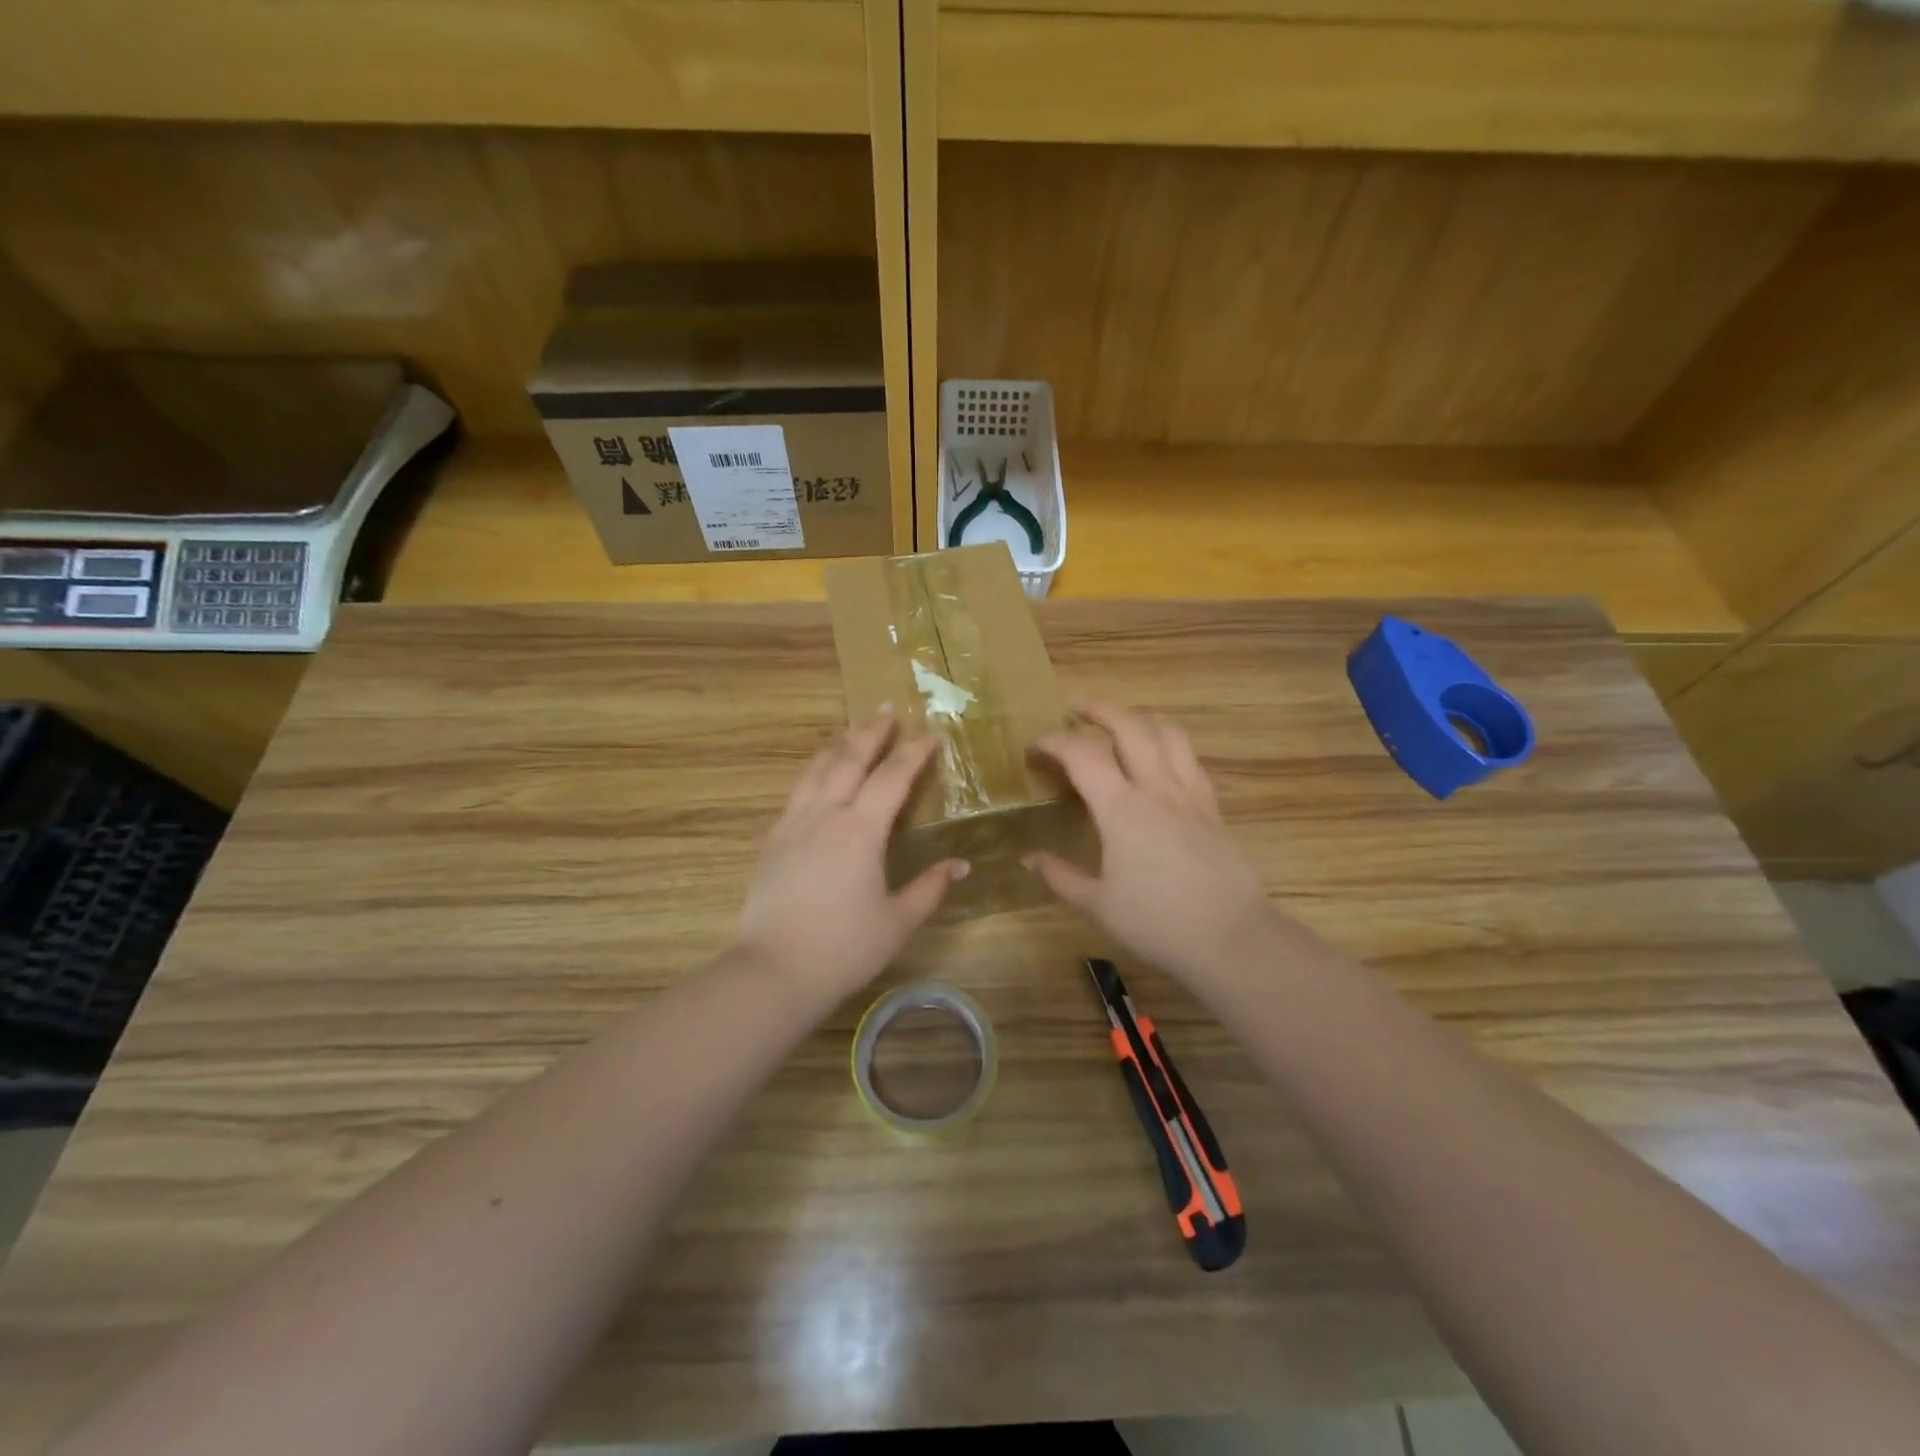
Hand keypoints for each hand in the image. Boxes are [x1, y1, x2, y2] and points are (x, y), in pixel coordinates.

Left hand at [737, 714, 967, 1001]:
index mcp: (860, 831)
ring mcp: (793, 825)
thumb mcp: (897, 922)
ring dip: (837, 746)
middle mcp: (825, 815)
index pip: (892, 778)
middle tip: (887, 712)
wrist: (775, 970)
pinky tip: (816, 778)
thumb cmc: (844, 948)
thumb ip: (929, 888)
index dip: (914, 753)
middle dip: (871, 733)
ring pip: (816, 770)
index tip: (932, 735)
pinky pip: (795, 793)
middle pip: (849, 759)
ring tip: (850, 731)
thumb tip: (961, 865)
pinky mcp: (772, 841)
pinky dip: (812, 774)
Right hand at [1028, 703, 1273, 987]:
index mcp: (1122, 808)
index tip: (1034, 747)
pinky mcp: (1212, 805)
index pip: (1082, 754)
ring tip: (1120, 721)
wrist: (1230, 938)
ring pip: (1168, 731)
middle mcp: (1157, 788)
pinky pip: (1189, 757)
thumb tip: (1028, 858)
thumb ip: (1060, 876)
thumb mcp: (1097, 904)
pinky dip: (1167, 742)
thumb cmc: (1156, 923)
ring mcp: (1190, 793)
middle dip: (1099, 709)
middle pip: (1130, 725)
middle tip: (1075, 707)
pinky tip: (1158, 757)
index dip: (1054, 741)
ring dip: (1138, 717)